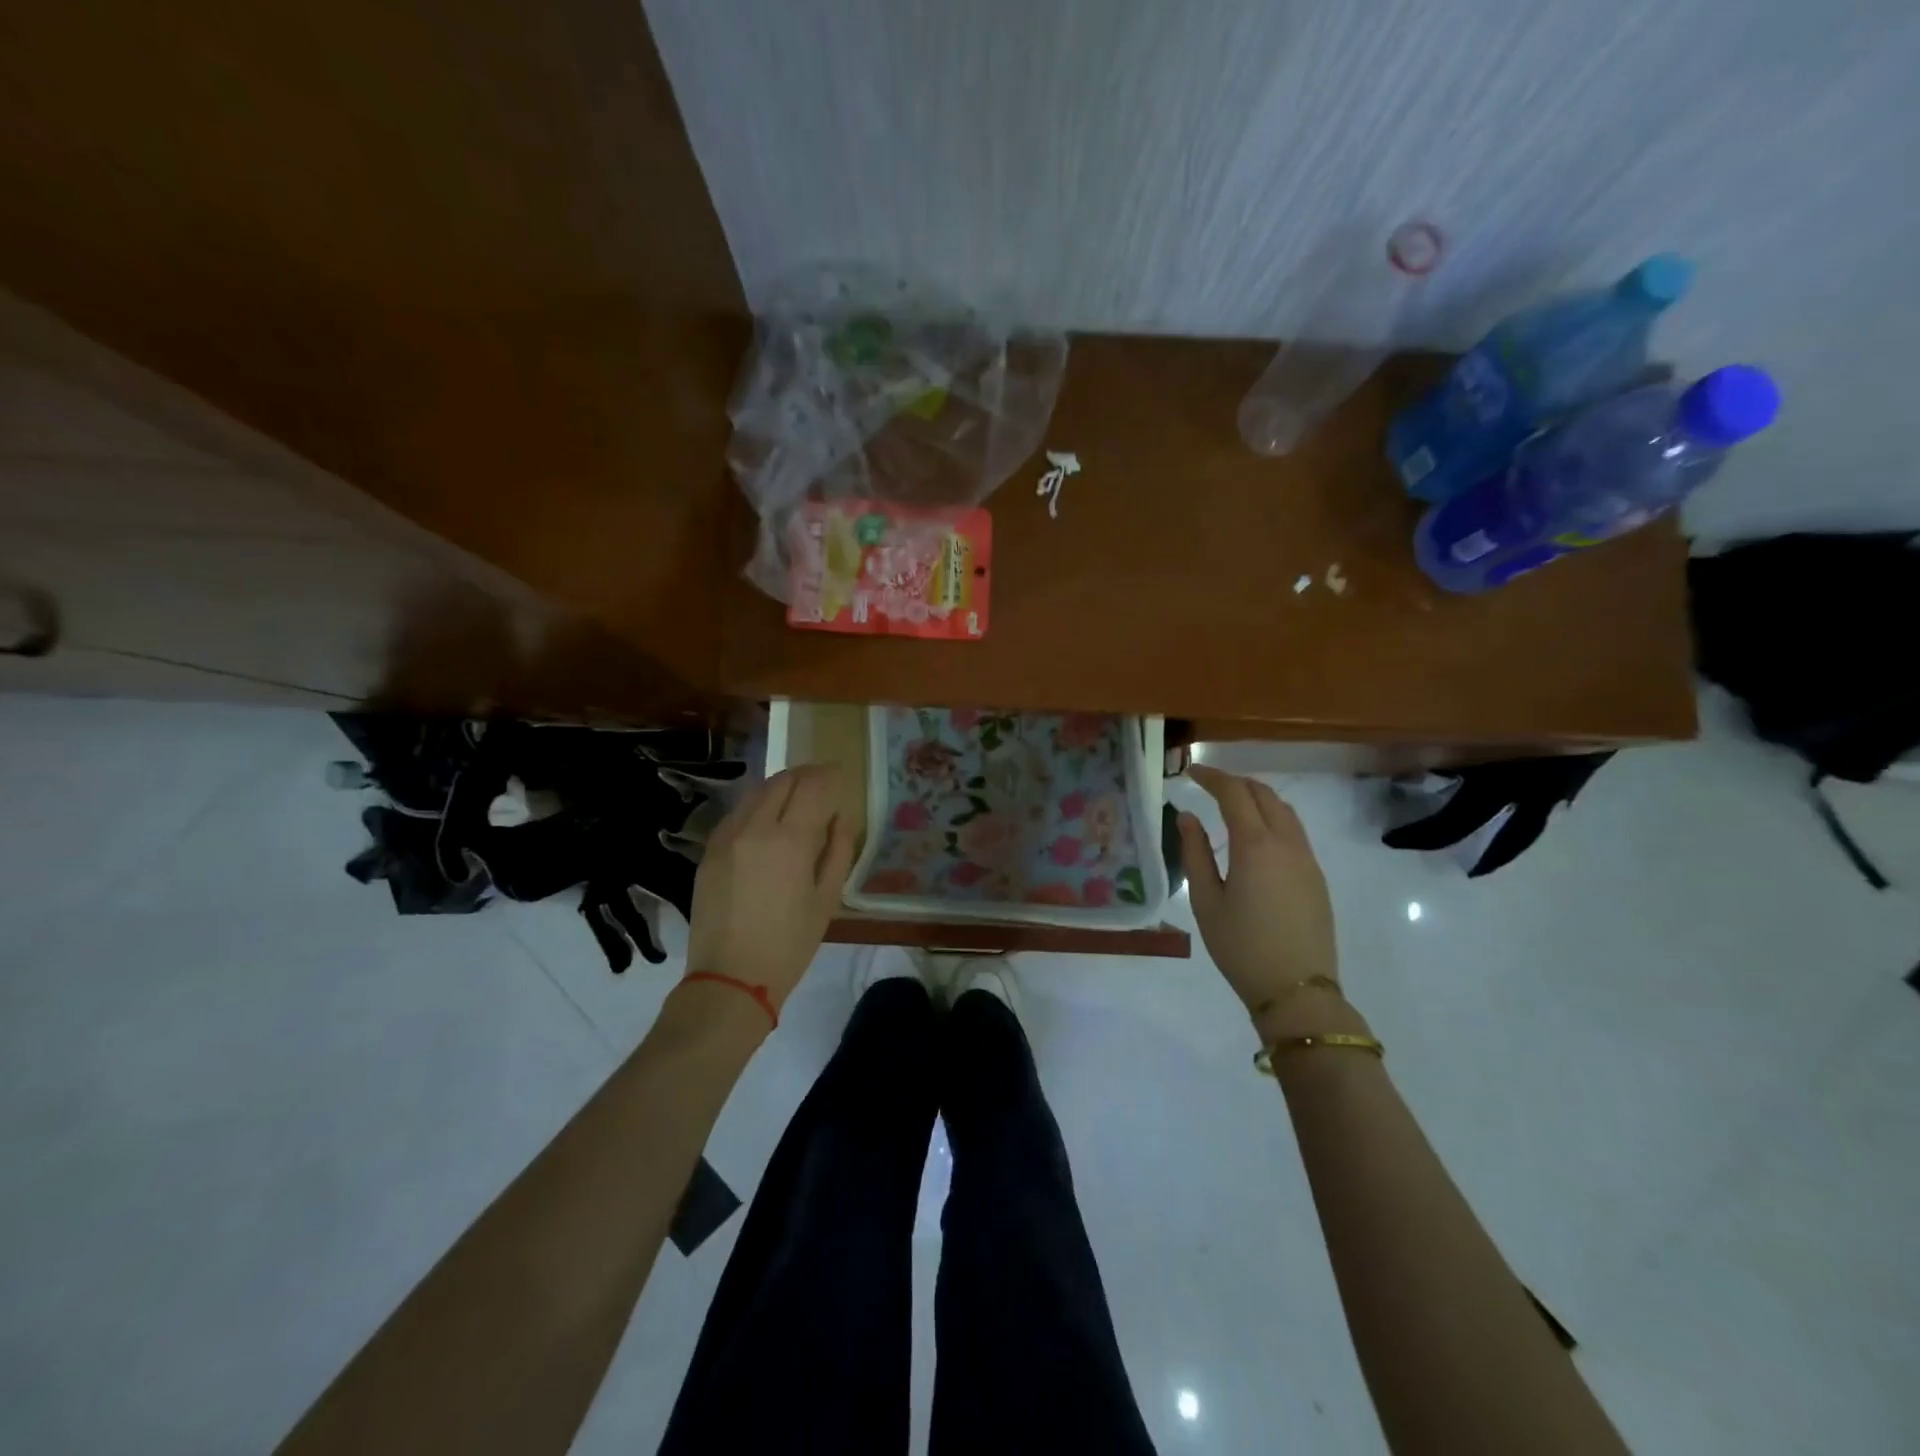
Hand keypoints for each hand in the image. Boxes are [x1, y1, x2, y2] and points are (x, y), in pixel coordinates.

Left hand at [684, 765, 855, 1008]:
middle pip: (783, 780)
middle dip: (806, 775)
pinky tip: (768, 820)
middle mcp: (755, 827)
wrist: (730, 979)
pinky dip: (758, 806)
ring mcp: (727, 836)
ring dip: (781, 786)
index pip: (813, 786)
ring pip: (756, 792)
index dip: (830, 775)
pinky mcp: (709, 850)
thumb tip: (841, 816)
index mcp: (790, 839)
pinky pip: (737, 813)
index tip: (842, 775)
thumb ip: (838, 849)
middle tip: (823, 781)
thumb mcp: (826, 899)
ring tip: (798, 797)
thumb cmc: (789, 944)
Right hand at [1177, 765, 1337, 1019]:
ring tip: (1232, 805)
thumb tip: (1187, 817)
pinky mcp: (1317, 876)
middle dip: (1235, 782)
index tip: (1191, 772)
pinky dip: (1273, 818)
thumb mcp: (1205, 901)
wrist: (1297, 990)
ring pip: (1284, 810)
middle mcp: (1286, 843)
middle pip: (1264, 794)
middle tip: (1208, 786)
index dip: (1212, 777)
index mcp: (1255, 845)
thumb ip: (1195, 853)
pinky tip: (1255, 837)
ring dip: (1257, 798)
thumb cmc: (1240, 947)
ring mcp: (1307, 859)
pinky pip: (1295, 831)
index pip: (1234, 793)